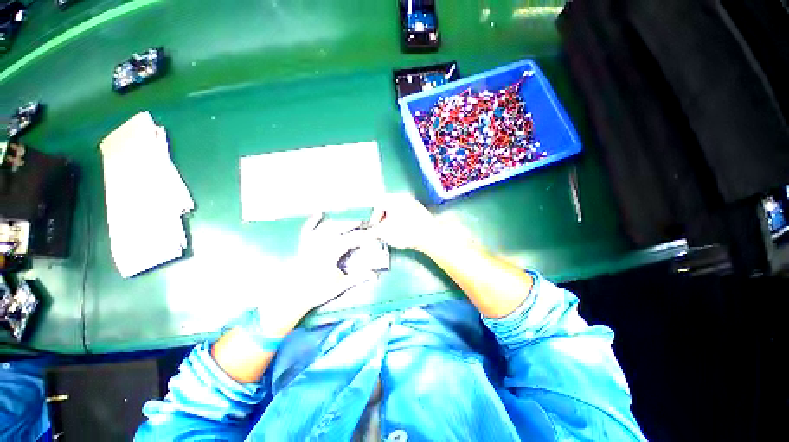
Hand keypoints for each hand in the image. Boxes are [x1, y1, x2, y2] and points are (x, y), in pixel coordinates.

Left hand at [288, 214, 376, 313]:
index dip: (365, 235)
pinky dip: (313, 221)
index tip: (374, 232)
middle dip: (353, 224)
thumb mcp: (341, 285)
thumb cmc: (317, 291)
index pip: (352, 239)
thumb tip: (375, 275)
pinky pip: (308, 229)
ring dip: (340, 222)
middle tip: (365, 224)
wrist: (292, 297)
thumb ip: (358, 277)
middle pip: (340, 228)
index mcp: (332, 252)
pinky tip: (319, 214)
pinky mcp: (303, 245)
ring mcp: (311, 243)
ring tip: (350, 222)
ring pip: (327, 226)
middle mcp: (321, 243)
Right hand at [370, 193, 441, 251]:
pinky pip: (407, 212)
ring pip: (398, 209)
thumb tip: (368, 233)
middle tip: (383, 229)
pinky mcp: (421, 211)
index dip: (374, 216)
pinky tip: (404, 229)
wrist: (429, 236)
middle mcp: (404, 198)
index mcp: (393, 199)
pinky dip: (402, 219)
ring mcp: (414, 203)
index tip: (375, 227)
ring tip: (393, 230)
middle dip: (383, 218)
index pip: (378, 204)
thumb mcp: (384, 233)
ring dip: (392, 219)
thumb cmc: (404, 232)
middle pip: (388, 205)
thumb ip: (373, 231)